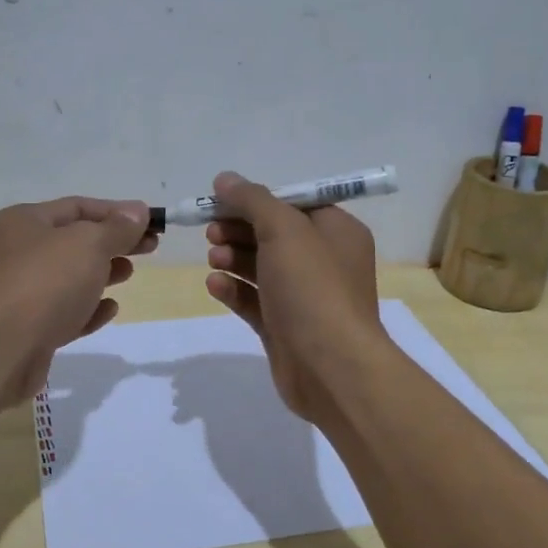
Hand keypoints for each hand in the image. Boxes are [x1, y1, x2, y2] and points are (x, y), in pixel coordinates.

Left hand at [0, 196, 156, 406]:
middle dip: (113, 242)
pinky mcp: (29, 329)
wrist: (2, 349)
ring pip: (69, 277)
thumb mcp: (89, 244)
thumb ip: (117, 228)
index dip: (117, 212)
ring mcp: (20, 293)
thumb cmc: (46, 282)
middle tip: (150, 248)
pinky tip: (109, 309)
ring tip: (129, 274)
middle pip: (74, 242)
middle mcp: (17, 253)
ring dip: (102, 274)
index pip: (77, 207)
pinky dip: (88, 308)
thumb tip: (138, 212)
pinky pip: (64, 312)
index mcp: (23, 222)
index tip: (152, 222)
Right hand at [202, 171, 386, 425]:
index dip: (255, 200)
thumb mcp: (283, 230)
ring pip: (261, 267)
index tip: (220, 201)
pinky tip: (215, 285)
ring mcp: (304, 297)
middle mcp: (324, 261)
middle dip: (239, 229)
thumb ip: (253, 200)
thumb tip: (225, 179)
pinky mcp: (284, 327)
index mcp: (337, 232)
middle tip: (211, 231)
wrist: (330, 367)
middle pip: (273, 234)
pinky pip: (254, 300)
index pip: (293, 203)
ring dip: (233, 258)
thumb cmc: (313, 288)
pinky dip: (234, 289)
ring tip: (214, 258)